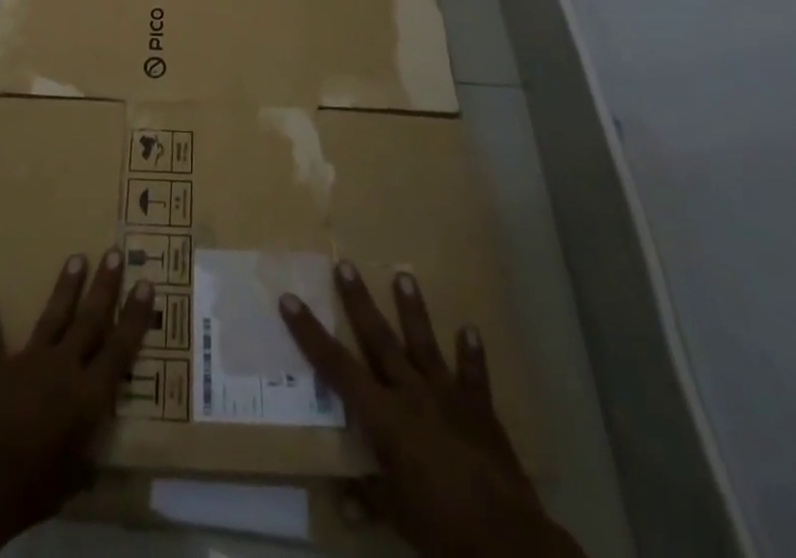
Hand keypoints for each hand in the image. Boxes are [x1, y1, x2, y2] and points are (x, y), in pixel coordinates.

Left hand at [0, 250, 154, 557]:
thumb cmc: (32, 487)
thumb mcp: (70, 483)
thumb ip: (83, 463)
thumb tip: (93, 464)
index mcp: (88, 395)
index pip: (120, 348)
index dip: (135, 316)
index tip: (146, 283)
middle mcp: (63, 367)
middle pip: (90, 319)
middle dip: (104, 285)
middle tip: (115, 253)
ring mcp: (27, 361)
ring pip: (52, 316)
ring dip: (65, 288)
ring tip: (76, 258)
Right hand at [280, 262, 583, 557]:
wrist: (505, 541)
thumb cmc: (440, 528)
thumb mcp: (396, 516)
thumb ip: (369, 497)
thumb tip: (341, 497)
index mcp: (383, 416)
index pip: (336, 367)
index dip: (310, 333)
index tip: (290, 300)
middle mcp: (411, 393)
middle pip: (378, 338)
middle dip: (359, 300)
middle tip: (345, 264)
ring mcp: (447, 396)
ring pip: (423, 343)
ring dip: (413, 309)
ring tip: (404, 275)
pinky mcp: (480, 409)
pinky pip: (474, 375)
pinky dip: (472, 353)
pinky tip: (471, 330)